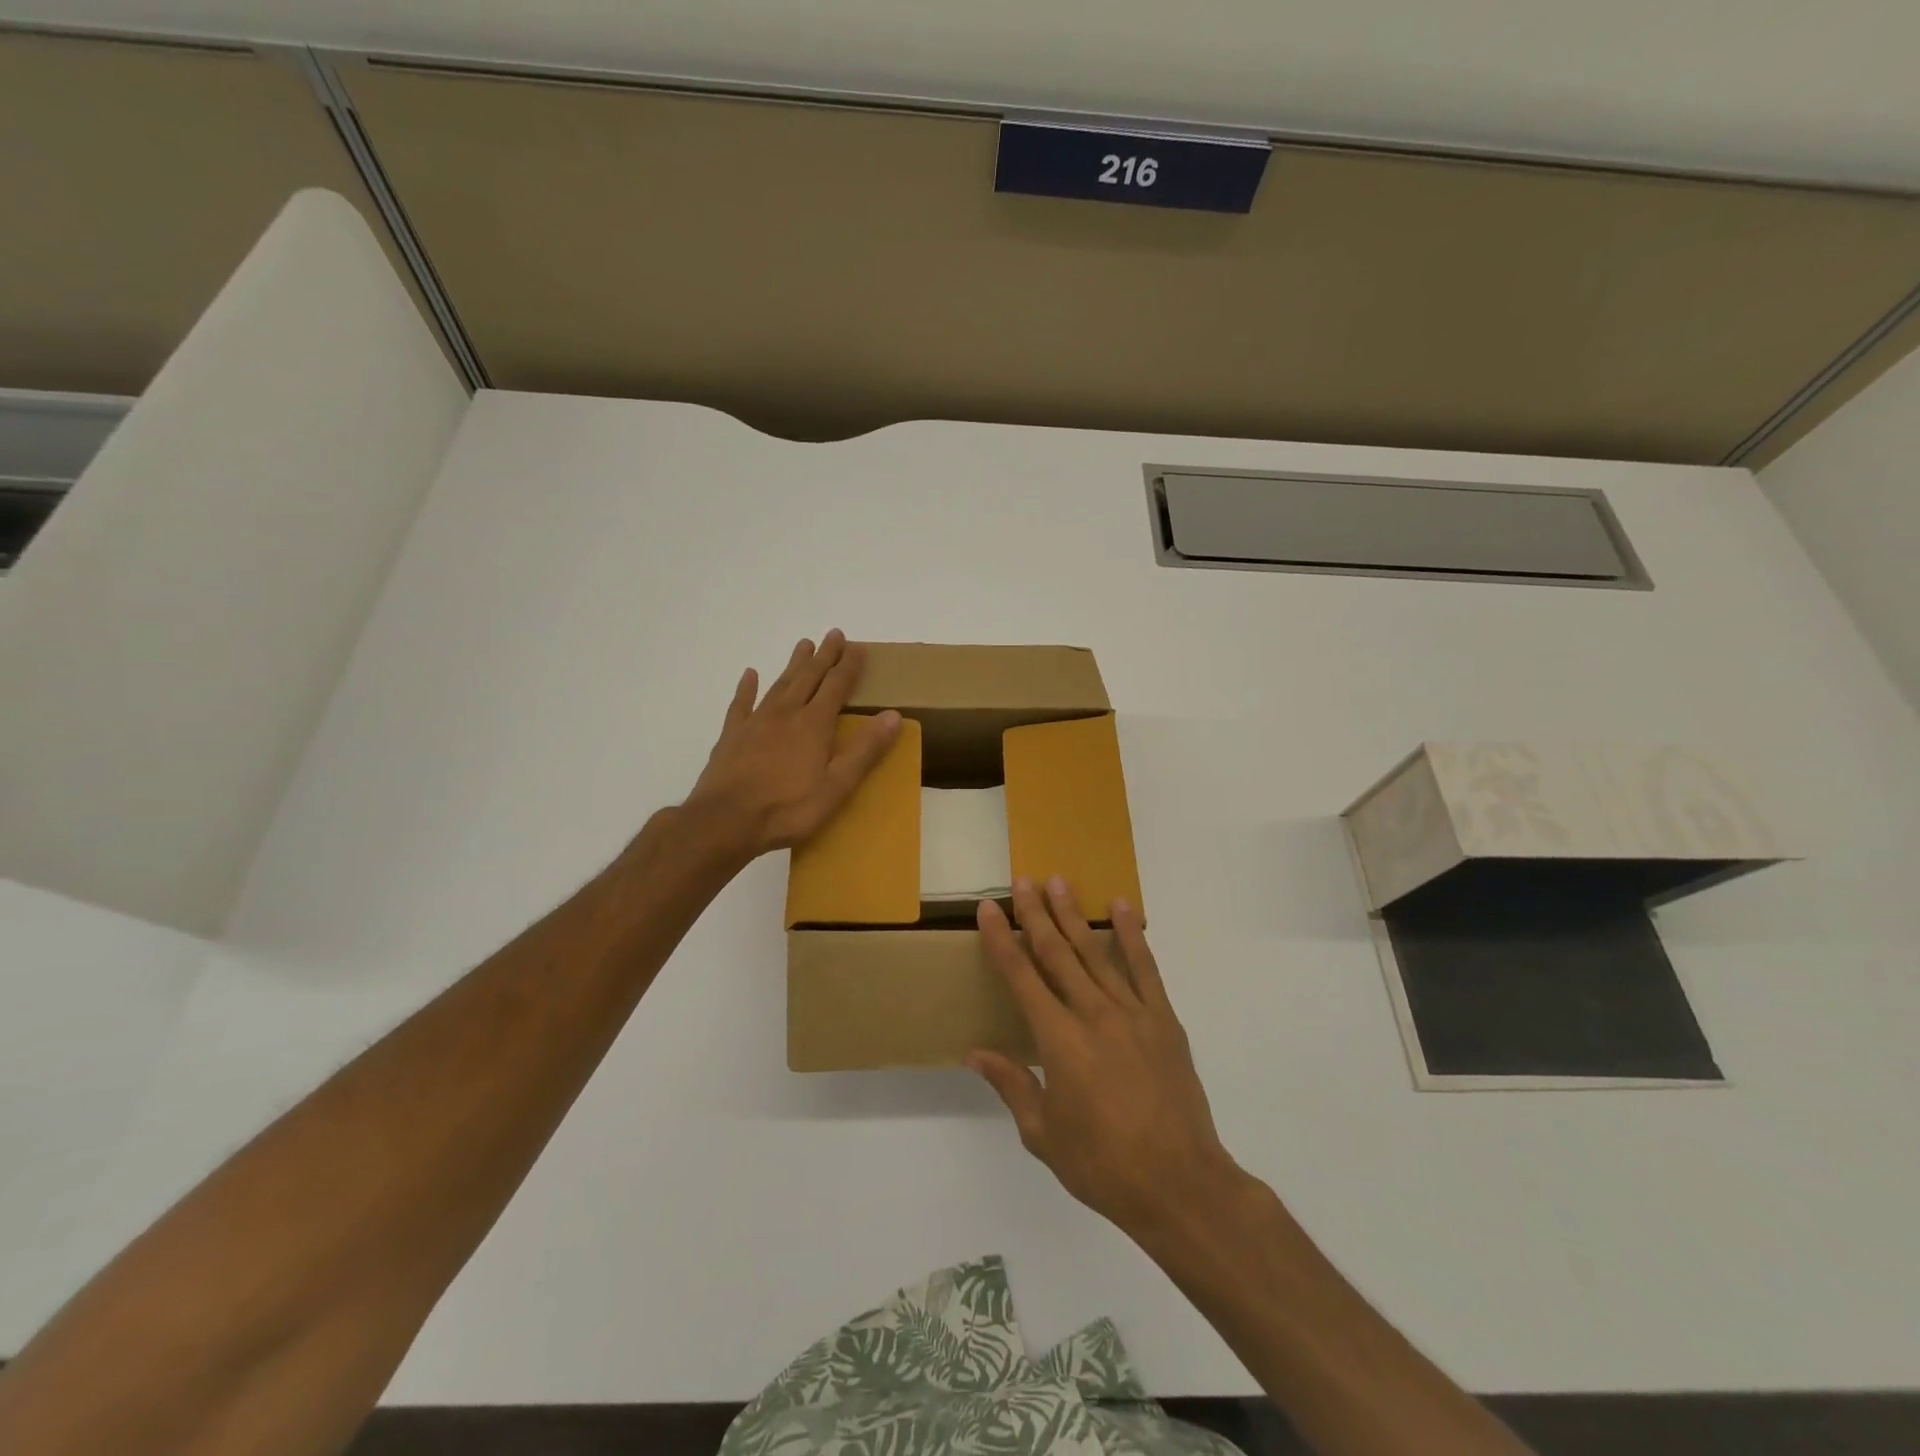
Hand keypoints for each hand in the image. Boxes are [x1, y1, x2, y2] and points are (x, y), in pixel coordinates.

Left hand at [685, 630, 901, 858]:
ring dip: (793, 664)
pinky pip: (741, 704)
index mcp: (814, 725)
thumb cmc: (788, 808)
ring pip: (779, 684)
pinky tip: (750, 675)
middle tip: (833, 634)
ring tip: (803, 645)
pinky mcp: (731, 736)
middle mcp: (786, 714)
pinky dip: (747, 688)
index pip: (836, 686)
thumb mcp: (837, 786)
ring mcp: (755, 722)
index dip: (848, 666)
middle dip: (824, 656)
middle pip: (808, 677)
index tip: (858, 647)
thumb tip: (893, 715)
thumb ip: (865, 750)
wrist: (725, 821)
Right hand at [969, 878, 1244, 1241]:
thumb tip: (974, 1052)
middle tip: (1023, 881)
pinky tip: (1121, 908)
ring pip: (1096, 952)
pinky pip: (1145, 967)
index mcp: (1059, 1041)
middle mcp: (1093, 1014)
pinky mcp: (1164, 1019)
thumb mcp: (1043, 1134)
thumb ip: (1011, 1084)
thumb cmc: (1103, 1164)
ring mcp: (1132, 1013)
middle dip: (1036, 914)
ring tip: (1059, 882)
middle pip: (1057, 953)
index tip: (989, 909)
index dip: (1001, 940)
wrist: (1180, 1183)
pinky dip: (1132, 934)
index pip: (1021, 977)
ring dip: (1074, 916)